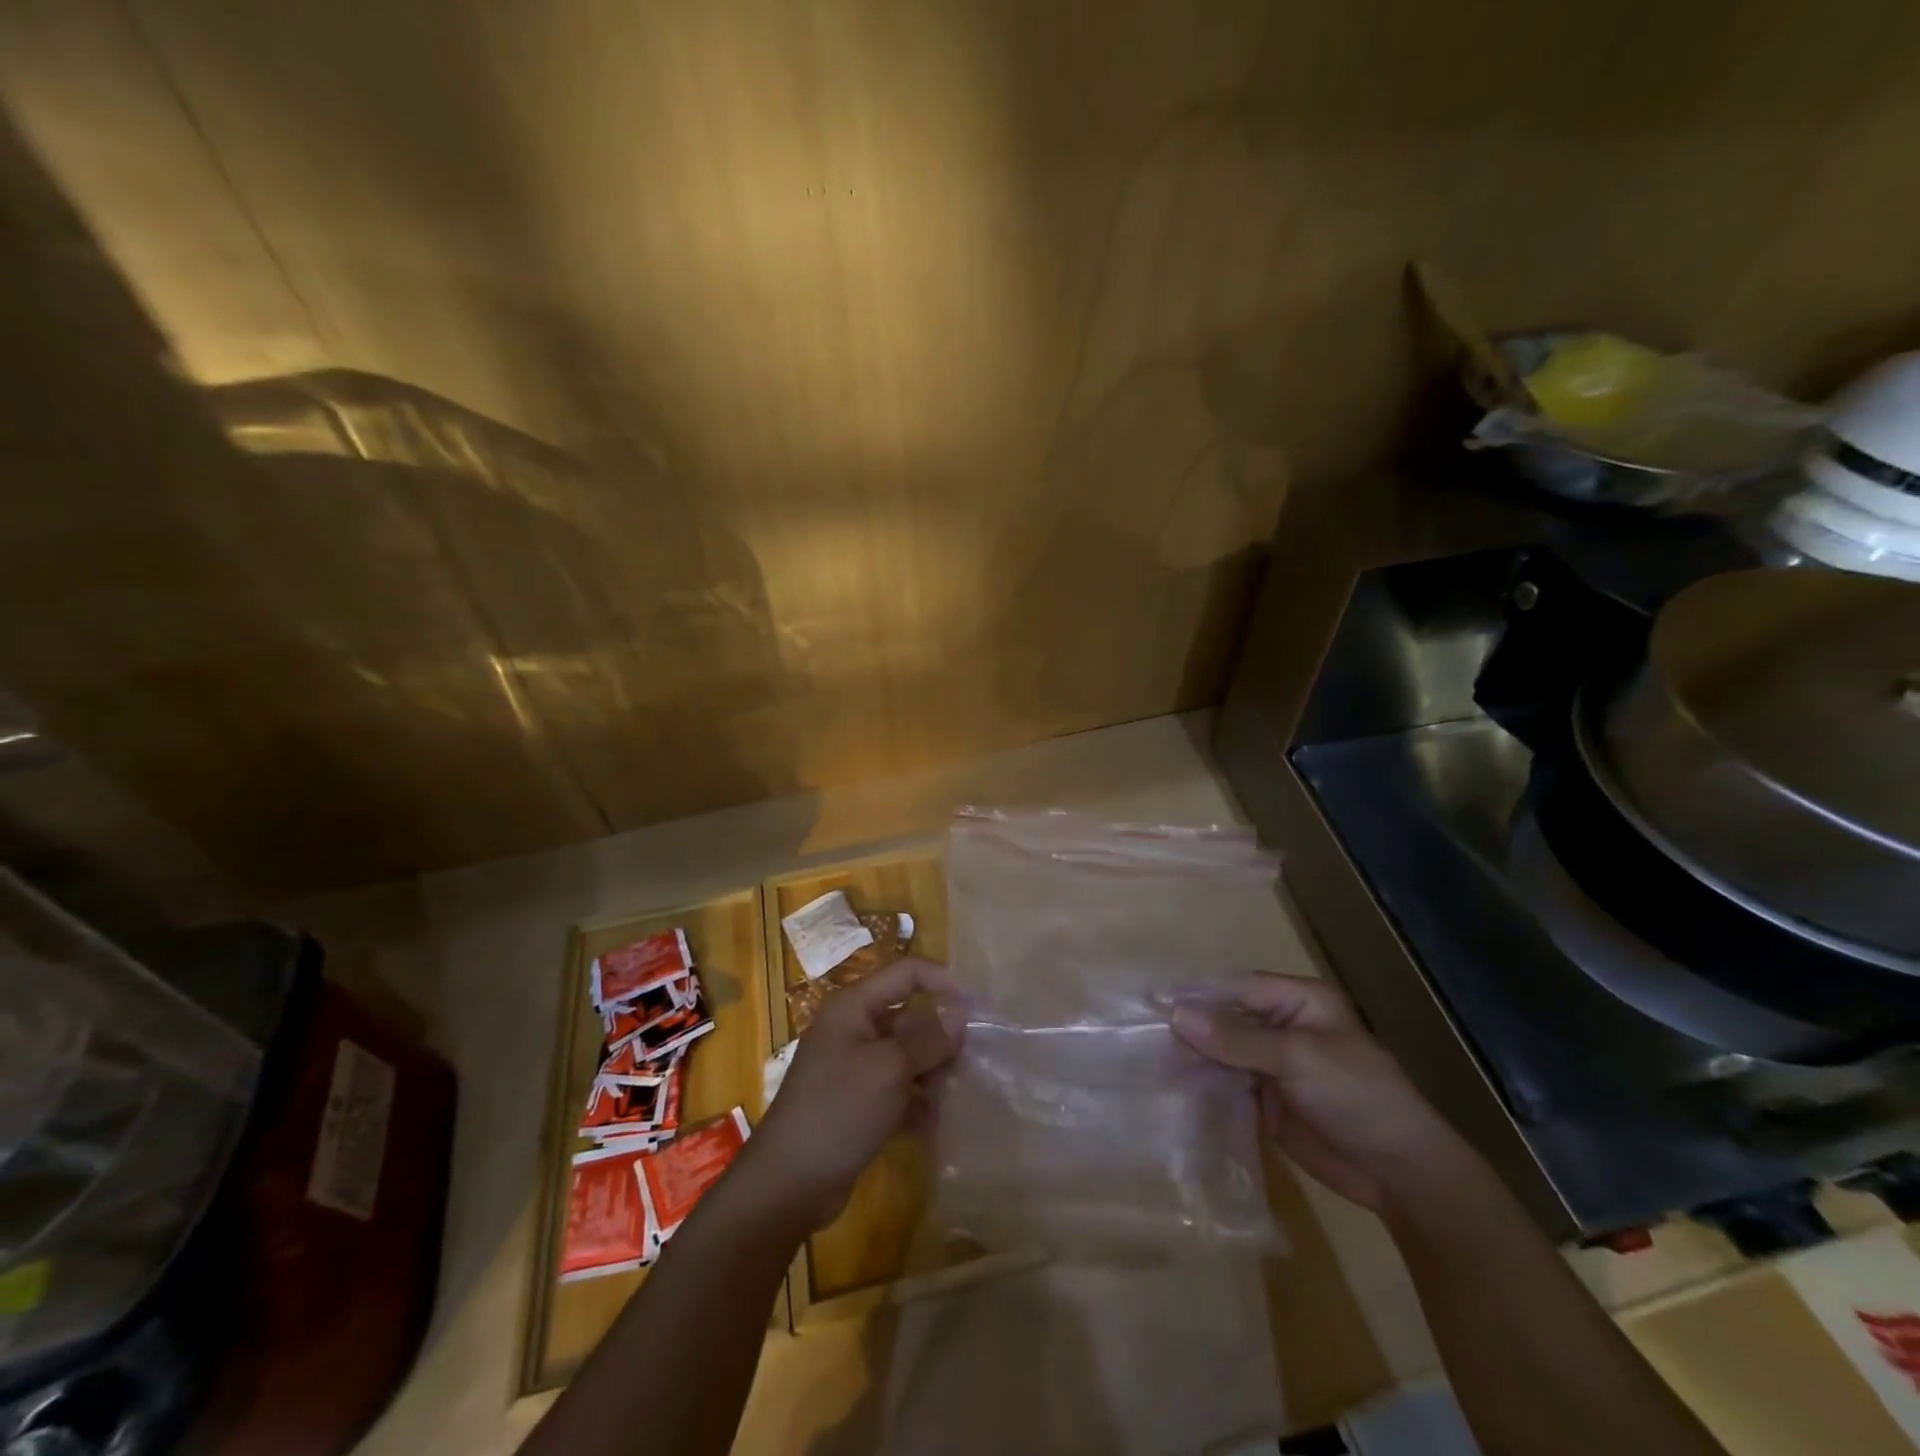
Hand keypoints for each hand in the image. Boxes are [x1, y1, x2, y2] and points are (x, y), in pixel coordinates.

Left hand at [739, 957, 964, 1231]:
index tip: (977, 1008)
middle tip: (971, 1064)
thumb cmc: (839, 1109)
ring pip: (908, 1057)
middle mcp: (854, 1029)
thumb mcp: (890, 1069)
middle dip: (941, 1039)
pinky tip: (939, 1124)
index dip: (943, 981)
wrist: (788, 1183)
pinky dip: (918, 1102)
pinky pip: (899, 1089)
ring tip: (956, 1098)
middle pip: (910, 1017)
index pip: (907, 973)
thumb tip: (961, 1013)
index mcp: (855, 1006)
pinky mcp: (859, 1103)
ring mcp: (855, 1068)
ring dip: (934, 1074)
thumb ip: (929, 1039)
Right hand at [1171, 972, 1474, 1213]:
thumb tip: (1176, 1014)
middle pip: (1226, 1019)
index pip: (1237, 987)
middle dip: (1190, 1028)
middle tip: (1142, 1036)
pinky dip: (1203, 1086)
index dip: (1197, 994)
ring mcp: (1274, 1065)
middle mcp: (1282, 1027)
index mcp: (1299, 1001)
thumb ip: (1235, 1038)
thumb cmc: (1357, 1096)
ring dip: (1193, 1058)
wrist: (1401, 1174)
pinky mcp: (1267, 1100)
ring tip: (1148, 1062)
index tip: (1153, 1002)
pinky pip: (1228, 1085)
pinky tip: (1172, 1089)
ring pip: (1223, 1052)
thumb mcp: (1297, 1058)